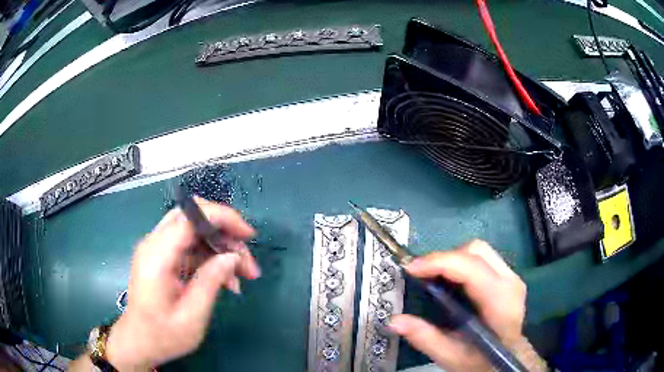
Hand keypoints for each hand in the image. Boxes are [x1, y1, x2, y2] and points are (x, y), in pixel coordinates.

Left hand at [105, 197, 260, 370]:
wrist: (139, 342)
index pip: (190, 217)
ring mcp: (157, 249)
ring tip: (243, 275)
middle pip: (193, 217)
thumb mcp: (192, 316)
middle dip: (225, 232)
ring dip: (221, 247)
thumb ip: (211, 282)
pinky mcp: (162, 257)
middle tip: (246, 261)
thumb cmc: (163, 335)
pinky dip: (211, 258)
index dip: (223, 218)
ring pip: (195, 231)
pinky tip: (227, 280)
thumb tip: (232, 256)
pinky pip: (190, 246)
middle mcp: (154, 244)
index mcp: (157, 256)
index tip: (248, 236)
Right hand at [388, 240, 526, 371]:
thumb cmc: (481, 361)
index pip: (471, 268)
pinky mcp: (508, 277)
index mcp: (500, 303)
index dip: (439, 262)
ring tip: (434, 278)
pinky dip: (462, 263)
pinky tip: (451, 282)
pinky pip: (483, 258)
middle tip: (422, 275)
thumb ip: (425, 338)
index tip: (411, 268)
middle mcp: (510, 282)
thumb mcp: (451, 356)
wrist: (509, 359)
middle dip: (445, 258)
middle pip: (476, 251)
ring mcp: (512, 277)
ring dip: (453, 259)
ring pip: (479, 251)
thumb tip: (394, 321)